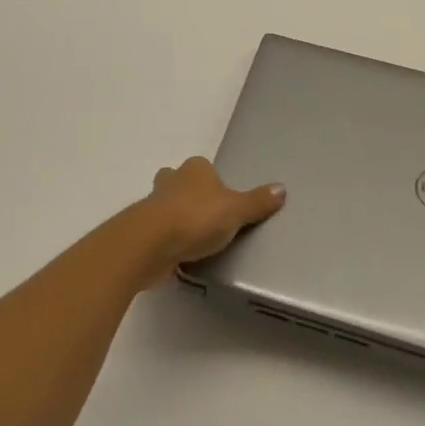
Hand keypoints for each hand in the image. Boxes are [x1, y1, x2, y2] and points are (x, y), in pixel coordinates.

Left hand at [139, 157, 284, 285]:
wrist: (151, 244)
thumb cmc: (196, 218)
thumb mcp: (236, 210)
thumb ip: (257, 202)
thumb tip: (282, 189)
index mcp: (195, 168)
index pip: (206, 170)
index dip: (214, 184)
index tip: (224, 204)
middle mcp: (171, 180)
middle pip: (181, 184)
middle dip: (190, 197)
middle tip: (207, 220)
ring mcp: (153, 205)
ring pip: (167, 208)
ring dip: (177, 221)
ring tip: (194, 242)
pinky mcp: (143, 231)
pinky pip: (160, 233)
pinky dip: (168, 242)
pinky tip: (179, 256)